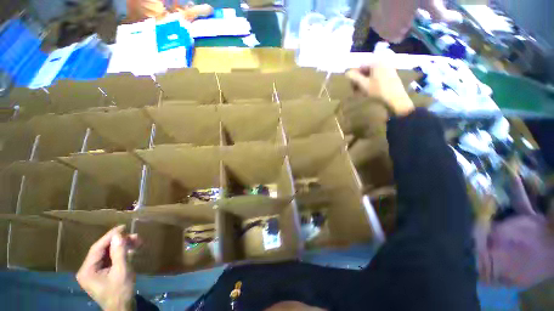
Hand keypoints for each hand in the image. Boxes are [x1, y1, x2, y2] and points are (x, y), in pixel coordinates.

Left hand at [76, 225, 140, 310]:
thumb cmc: (120, 291)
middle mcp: (87, 270)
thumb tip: (119, 235)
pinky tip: (132, 250)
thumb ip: (119, 252)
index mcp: (87, 270)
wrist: (122, 309)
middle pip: (103, 251)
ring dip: (122, 247)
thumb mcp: (122, 271)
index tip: (123, 227)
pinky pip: (110, 260)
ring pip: (107, 254)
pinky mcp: (101, 275)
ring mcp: (94, 273)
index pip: (97, 248)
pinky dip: (121, 254)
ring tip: (137, 241)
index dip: (110, 236)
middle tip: (135, 236)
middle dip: (119, 242)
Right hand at [346, 63, 414, 116]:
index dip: (354, 77)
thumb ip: (353, 77)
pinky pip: (377, 78)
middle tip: (355, 91)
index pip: (360, 67)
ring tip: (361, 93)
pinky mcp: (391, 76)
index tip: (352, 87)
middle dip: (359, 81)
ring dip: (364, 84)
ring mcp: (388, 69)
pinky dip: (371, 84)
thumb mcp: (363, 84)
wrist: (396, 99)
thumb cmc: (378, 91)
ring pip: (371, 75)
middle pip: (366, 71)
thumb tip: (347, 73)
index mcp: (376, 62)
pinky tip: (369, 92)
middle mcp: (383, 63)